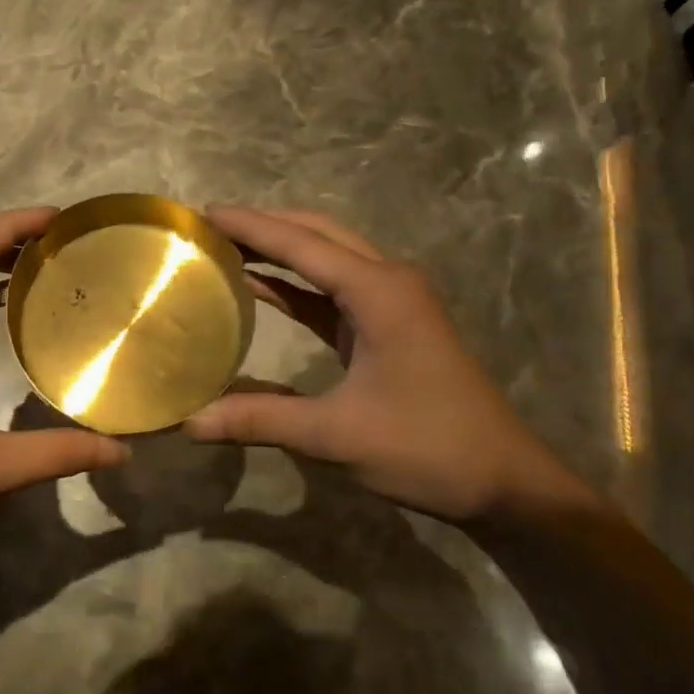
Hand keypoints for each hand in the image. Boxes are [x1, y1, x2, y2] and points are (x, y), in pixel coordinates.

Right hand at [186, 207, 593, 521]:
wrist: (503, 480)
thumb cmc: (426, 448)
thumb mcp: (337, 435)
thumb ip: (261, 420)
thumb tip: (190, 422)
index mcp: (379, 292)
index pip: (301, 244)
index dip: (250, 226)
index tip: (202, 213)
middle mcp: (387, 281)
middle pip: (318, 234)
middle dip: (265, 225)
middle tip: (209, 225)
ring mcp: (392, 302)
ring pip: (328, 257)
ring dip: (280, 248)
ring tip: (225, 244)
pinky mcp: (389, 325)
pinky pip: (333, 289)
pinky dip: (295, 282)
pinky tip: (259, 285)